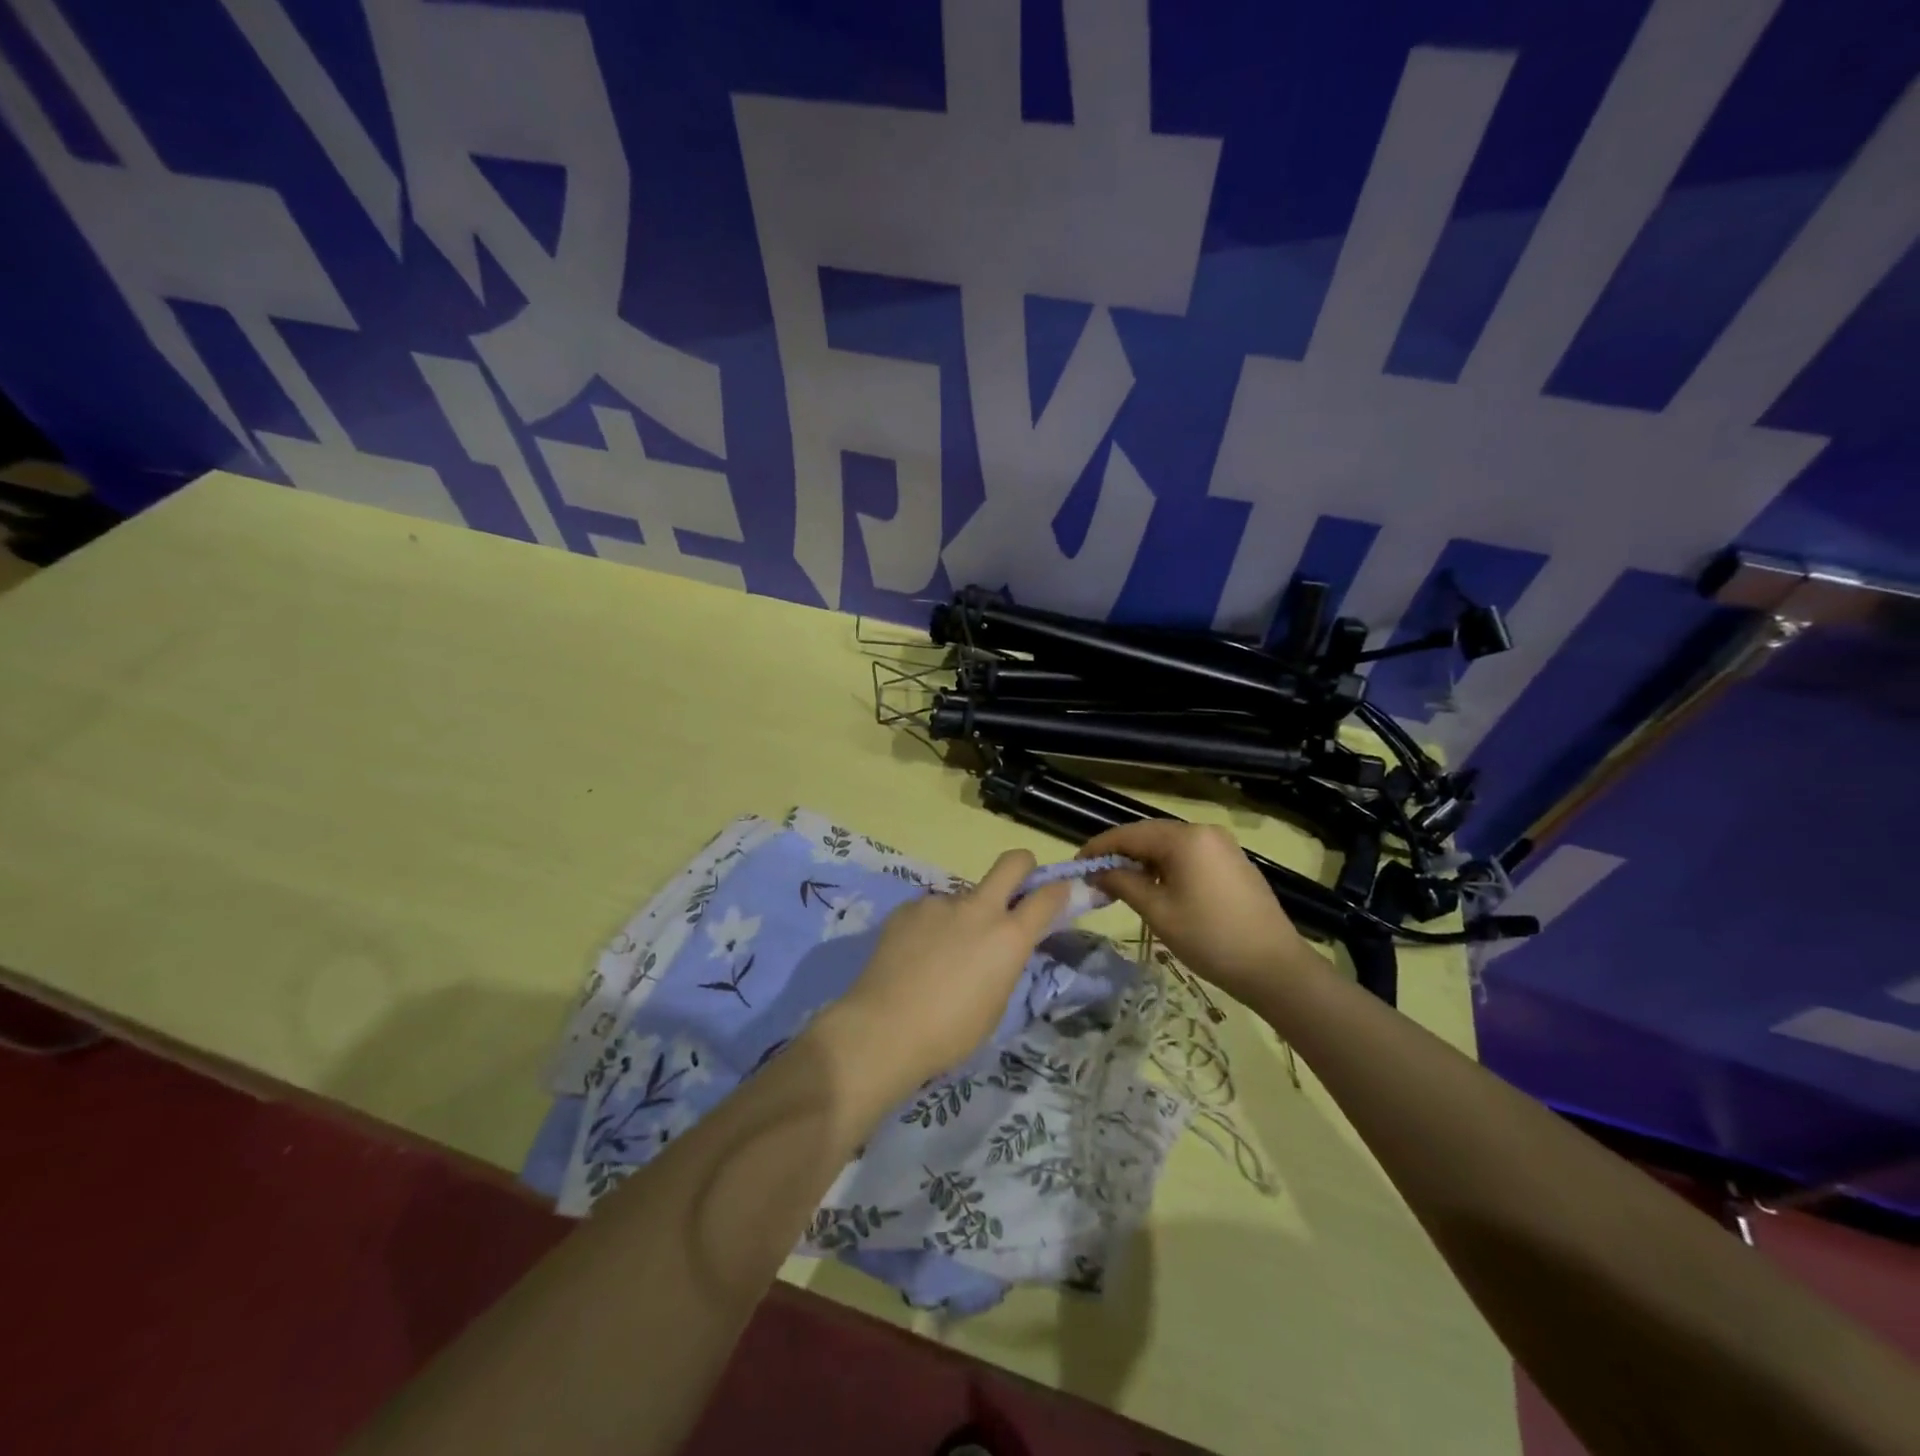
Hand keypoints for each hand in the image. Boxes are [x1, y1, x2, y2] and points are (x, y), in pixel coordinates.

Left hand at [823, 850, 1068, 1097]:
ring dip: (964, 916)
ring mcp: (940, 903)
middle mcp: (979, 909)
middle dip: (1023, 868)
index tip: (1060, 895)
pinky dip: (931, 927)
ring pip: (964, 896)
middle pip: (1013, 862)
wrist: (884, 1029)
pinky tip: (914, 956)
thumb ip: (1005, 963)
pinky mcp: (908, 907)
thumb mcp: (996, 1004)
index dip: (1060, 891)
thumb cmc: (950, 1032)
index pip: (1049, 896)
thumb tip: (1002, 946)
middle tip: (1015, 892)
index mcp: (1009, 937)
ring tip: (940, 955)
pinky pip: (931, 910)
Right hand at [1079, 820, 1316, 1007]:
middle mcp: (1204, 831)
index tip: (1076, 864)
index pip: (1128, 834)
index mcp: (1184, 838)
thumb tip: (1097, 871)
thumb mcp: (1158, 912)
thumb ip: (1123, 884)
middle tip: (1094, 876)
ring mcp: (1222, 845)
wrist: (1275, 967)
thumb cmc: (1210, 938)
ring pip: (1169, 845)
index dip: (1099, 848)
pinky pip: (1189, 855)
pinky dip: (1166, 866)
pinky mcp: (1232, 862)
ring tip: (1120, 884)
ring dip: (1142, 861)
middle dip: (1120, 853)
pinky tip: (1155, 888)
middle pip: (1149, 835)